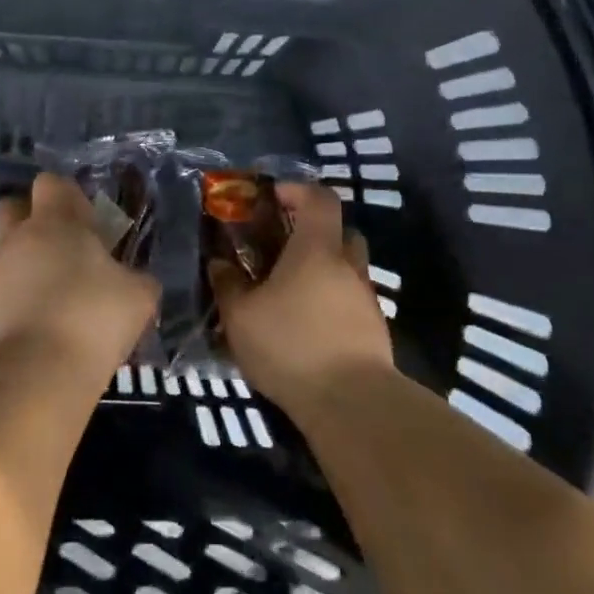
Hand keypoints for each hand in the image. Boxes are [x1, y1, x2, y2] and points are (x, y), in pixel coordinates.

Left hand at [0, 173, 159, 378]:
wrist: (35, 375)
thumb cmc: (93, 319)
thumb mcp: (139, 296)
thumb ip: (136, 279)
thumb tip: (133, 281)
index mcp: (55, 223)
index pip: (51, 183)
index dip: (68, 197)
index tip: (86, 223)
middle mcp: (15, 239)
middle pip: (11, 207)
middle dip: (29, 220)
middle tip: (58, 250)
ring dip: (15, 264)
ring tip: (41, 295)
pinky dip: (4, 303)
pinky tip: (25, 328)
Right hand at [209, 182, 391, 413]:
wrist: (352, 403)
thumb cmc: (292, 345)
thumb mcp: (241, 317)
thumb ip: (228, 285)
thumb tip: (219, 264)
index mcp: (317, 249)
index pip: (320, 198)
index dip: (298, 190)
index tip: (274, 197)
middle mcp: (347, 265)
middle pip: (339, 231)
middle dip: (313, 232)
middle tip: (282, 247)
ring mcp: (366, 298)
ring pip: (347, 267)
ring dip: (323, 270)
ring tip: (291, 292)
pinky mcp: (374, 329)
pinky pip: (351, 300)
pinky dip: (332, 301)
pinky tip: (308, 325)